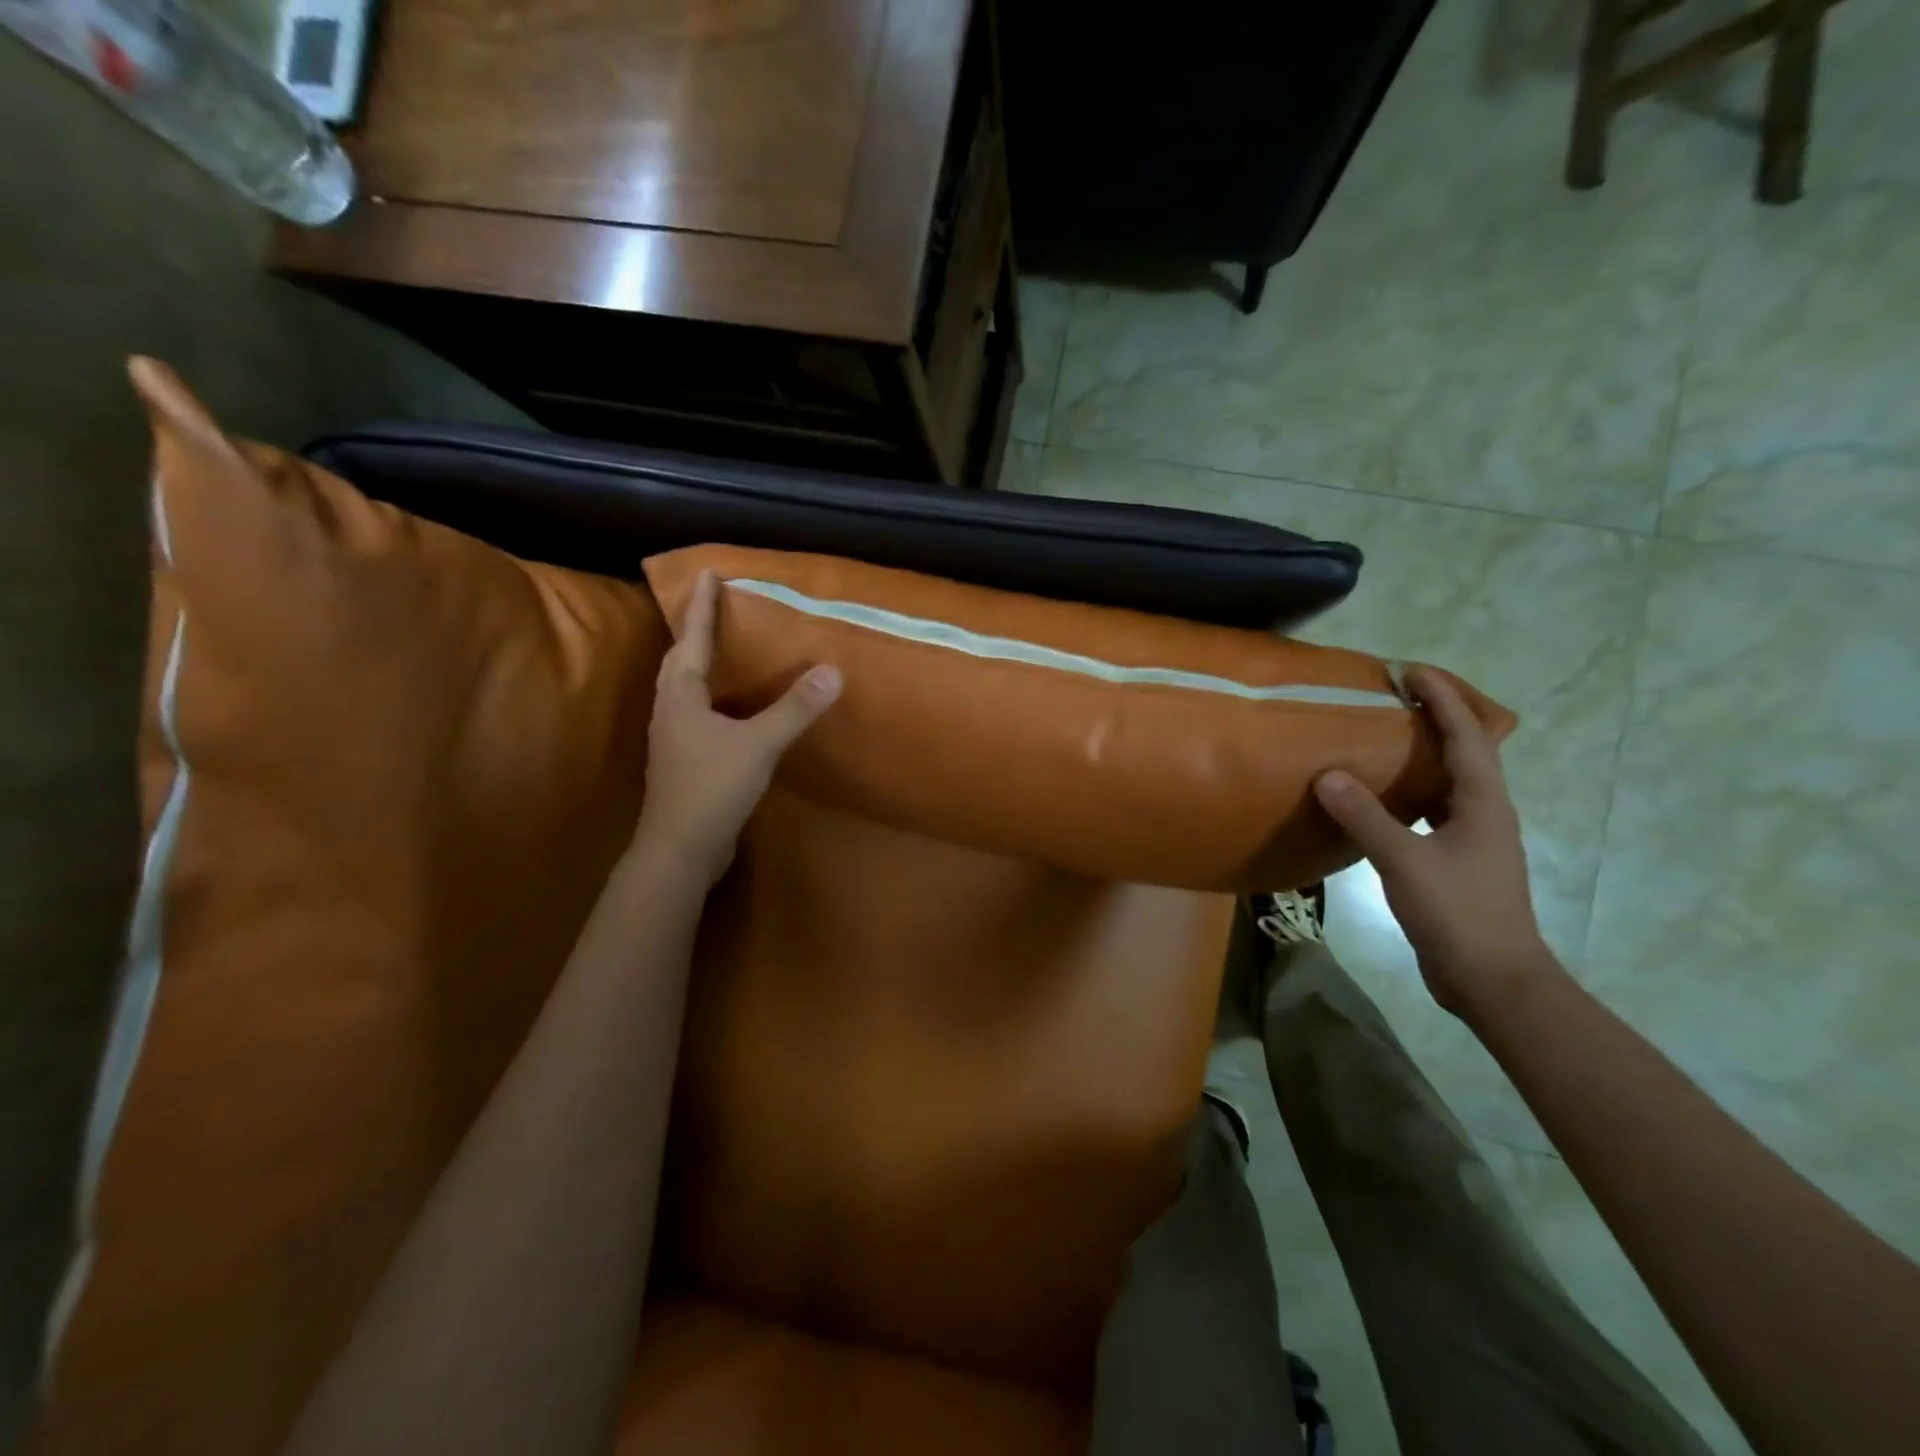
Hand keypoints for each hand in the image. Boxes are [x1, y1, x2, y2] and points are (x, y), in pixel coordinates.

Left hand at [631, 570, 842, 884]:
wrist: (680, 850)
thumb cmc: (712, 788)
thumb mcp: (759, 744)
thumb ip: (795, 709)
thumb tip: (833, 671)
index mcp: (681, 696)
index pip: (692, 639)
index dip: (702, 607)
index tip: (707, 574)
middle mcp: (671, 711)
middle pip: (679, 661)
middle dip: (695, 632)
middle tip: (712, 608)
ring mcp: (674, 739)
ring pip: (684, 690)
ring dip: (698, 665)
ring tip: (721, 650)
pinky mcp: (684, 762)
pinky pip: (696, 715)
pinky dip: (711, 699)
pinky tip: (731, 709)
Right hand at [1311, 665, 1554, 1016]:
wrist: (1493, 980)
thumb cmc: (1459, 914)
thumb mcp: (1405, 862)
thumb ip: (1365, 818)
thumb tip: (1327, 775)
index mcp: (1484, 804)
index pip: (1468, 736)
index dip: (1444, 698)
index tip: (1412, 670)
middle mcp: (1485, 813)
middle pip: (1466, 751)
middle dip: (1437, 718)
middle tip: (1394, 697)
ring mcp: (1473, 839)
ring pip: (1449, 782)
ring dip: (1423, 755)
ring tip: (1382, 738)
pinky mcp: (1456, 861)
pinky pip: (1432, 810)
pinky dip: (1409, 793)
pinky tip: (1379, 799)